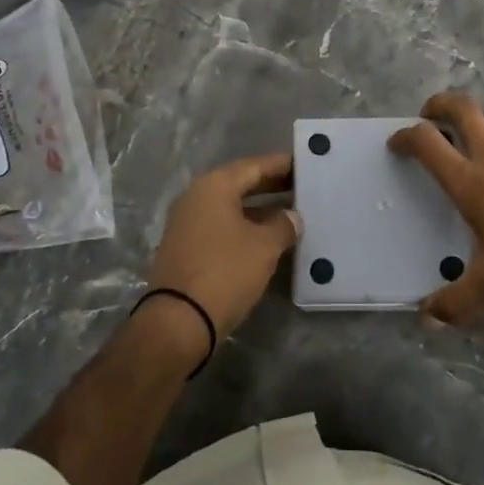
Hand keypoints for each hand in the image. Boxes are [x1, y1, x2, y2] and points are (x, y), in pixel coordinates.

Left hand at [145, 152, 300, 343]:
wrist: (178, 321)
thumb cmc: (225, 272)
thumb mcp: (264, 247)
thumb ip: (283, 225)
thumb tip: (292, 216)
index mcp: (214, 186)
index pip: (254, 165)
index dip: (281, 164)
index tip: (305, 163)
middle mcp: (196, 196)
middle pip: (240, 182)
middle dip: (270, 184)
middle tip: (301, 186)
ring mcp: (187, 222)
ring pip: (230, 205)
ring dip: (258, 207)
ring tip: (290, 212)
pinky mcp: (185, 246)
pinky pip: (221, 224)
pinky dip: (244, 225)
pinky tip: (266, 236)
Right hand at [389, 92, 483, 323]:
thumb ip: (455, 303)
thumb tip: (426, 317)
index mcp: (473, 182)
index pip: (428, 142)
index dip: (406, 136)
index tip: (396, 144)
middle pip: (463, 107)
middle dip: (438, 105)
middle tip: (428, 118)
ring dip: (474, 121)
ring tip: (468, 142)